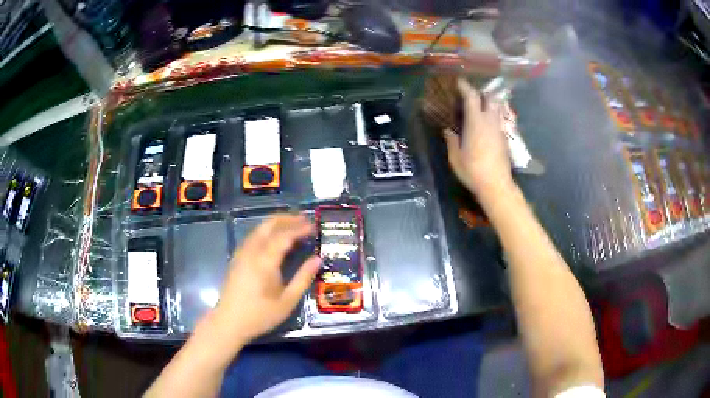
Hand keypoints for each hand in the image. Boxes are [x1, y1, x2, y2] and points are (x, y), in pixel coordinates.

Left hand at [212, 214, 319, 343]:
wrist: (229, 322)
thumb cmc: (260, 315)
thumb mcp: (287, 301)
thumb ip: (303, 278)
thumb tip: (317, 259)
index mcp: (265, 261)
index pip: (284, 235)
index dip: (300, 228)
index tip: (314, 226)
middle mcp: (252, 251)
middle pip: (269, 225)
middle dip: (287, 218)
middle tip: (304, 219)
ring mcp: (242, 253)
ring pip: (259, 228)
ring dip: (276, 222)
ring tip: (293, 224)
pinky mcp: (237, 257)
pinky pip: (253, 235)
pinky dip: (266, 230)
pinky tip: (274, 236)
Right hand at [444, 78, 513, 197]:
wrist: (497, 186)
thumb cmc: (473, 171)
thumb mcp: (456, 158)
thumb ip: (452, 141)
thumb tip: (448, 130)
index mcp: (476, 123)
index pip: (472, 97)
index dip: (465, 87)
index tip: (459, 81)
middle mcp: (490, 122)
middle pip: (490, 98)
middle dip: (481, 92)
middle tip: (471, 94)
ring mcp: (499, 129)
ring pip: (496, 108)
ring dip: (488, 103)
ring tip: (478, 107)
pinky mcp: (504, 138)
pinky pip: (498, 120)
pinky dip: (491, 116)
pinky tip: (485, 125)